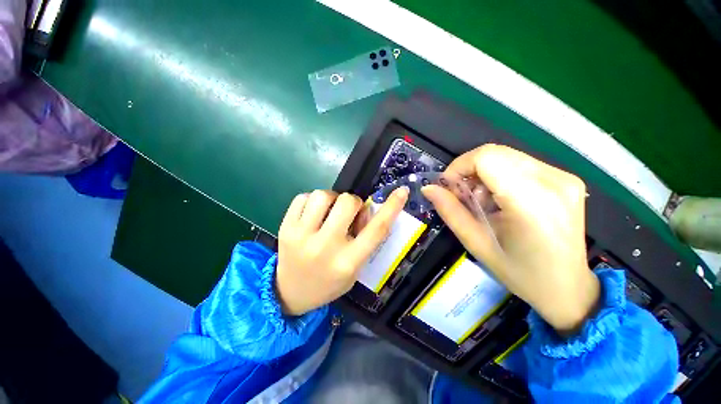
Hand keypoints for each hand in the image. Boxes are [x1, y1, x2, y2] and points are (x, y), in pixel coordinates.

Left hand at [276, 188, 408, 315]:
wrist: (289, 293)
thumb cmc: (329, 282)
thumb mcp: (354, 268)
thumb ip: (365, 241)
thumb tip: (366, 209)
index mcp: (348, 262)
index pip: (376, 230)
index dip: (392, 208)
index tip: (401, 192)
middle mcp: (325, 247)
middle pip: (347, 202)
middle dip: (353, 201)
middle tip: (348, 212)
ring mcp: (302, 236)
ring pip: (323, 195)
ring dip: (332, 198)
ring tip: (329, 212)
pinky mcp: (285, 228)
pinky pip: (303, 197)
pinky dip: (312, 200)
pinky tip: (313, 214)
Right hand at [422, 144, 599, 334]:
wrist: (568, 288)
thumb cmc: (520, 273)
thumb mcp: (476, 244)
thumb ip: (450, 211)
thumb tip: (429, 189)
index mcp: (531, 202)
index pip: (486, 158)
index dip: (459, 166)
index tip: (449, 187)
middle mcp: (553, 181)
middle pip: (496, 153)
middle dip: (469, 170)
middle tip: (463, 196)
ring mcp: (564, 177)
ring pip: (506, 156)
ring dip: (484, 173)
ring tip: (483, 201)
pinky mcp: (566, 178)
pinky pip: (521, 163)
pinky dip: (500, 175)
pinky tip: (501, 199)